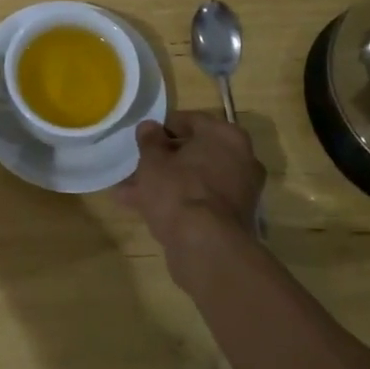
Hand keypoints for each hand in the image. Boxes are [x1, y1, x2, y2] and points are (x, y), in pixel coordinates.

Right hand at [115, 111, 264, 269]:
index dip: (162, 128)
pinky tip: (144, 209)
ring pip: (194, 179)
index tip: (142, 138)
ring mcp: (240, 191)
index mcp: (225, 135)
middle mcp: (241, 159)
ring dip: (165, 182)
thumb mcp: (153, 160)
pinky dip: (177, 202)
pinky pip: (200, 201)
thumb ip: (149, 140)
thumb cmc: (179, 189)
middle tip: (136, 165)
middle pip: (194, 153)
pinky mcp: (233, 219)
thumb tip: (149, 127)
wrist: (206, 247)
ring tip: (128, 191)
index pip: (190, 121)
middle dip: (163, 160)